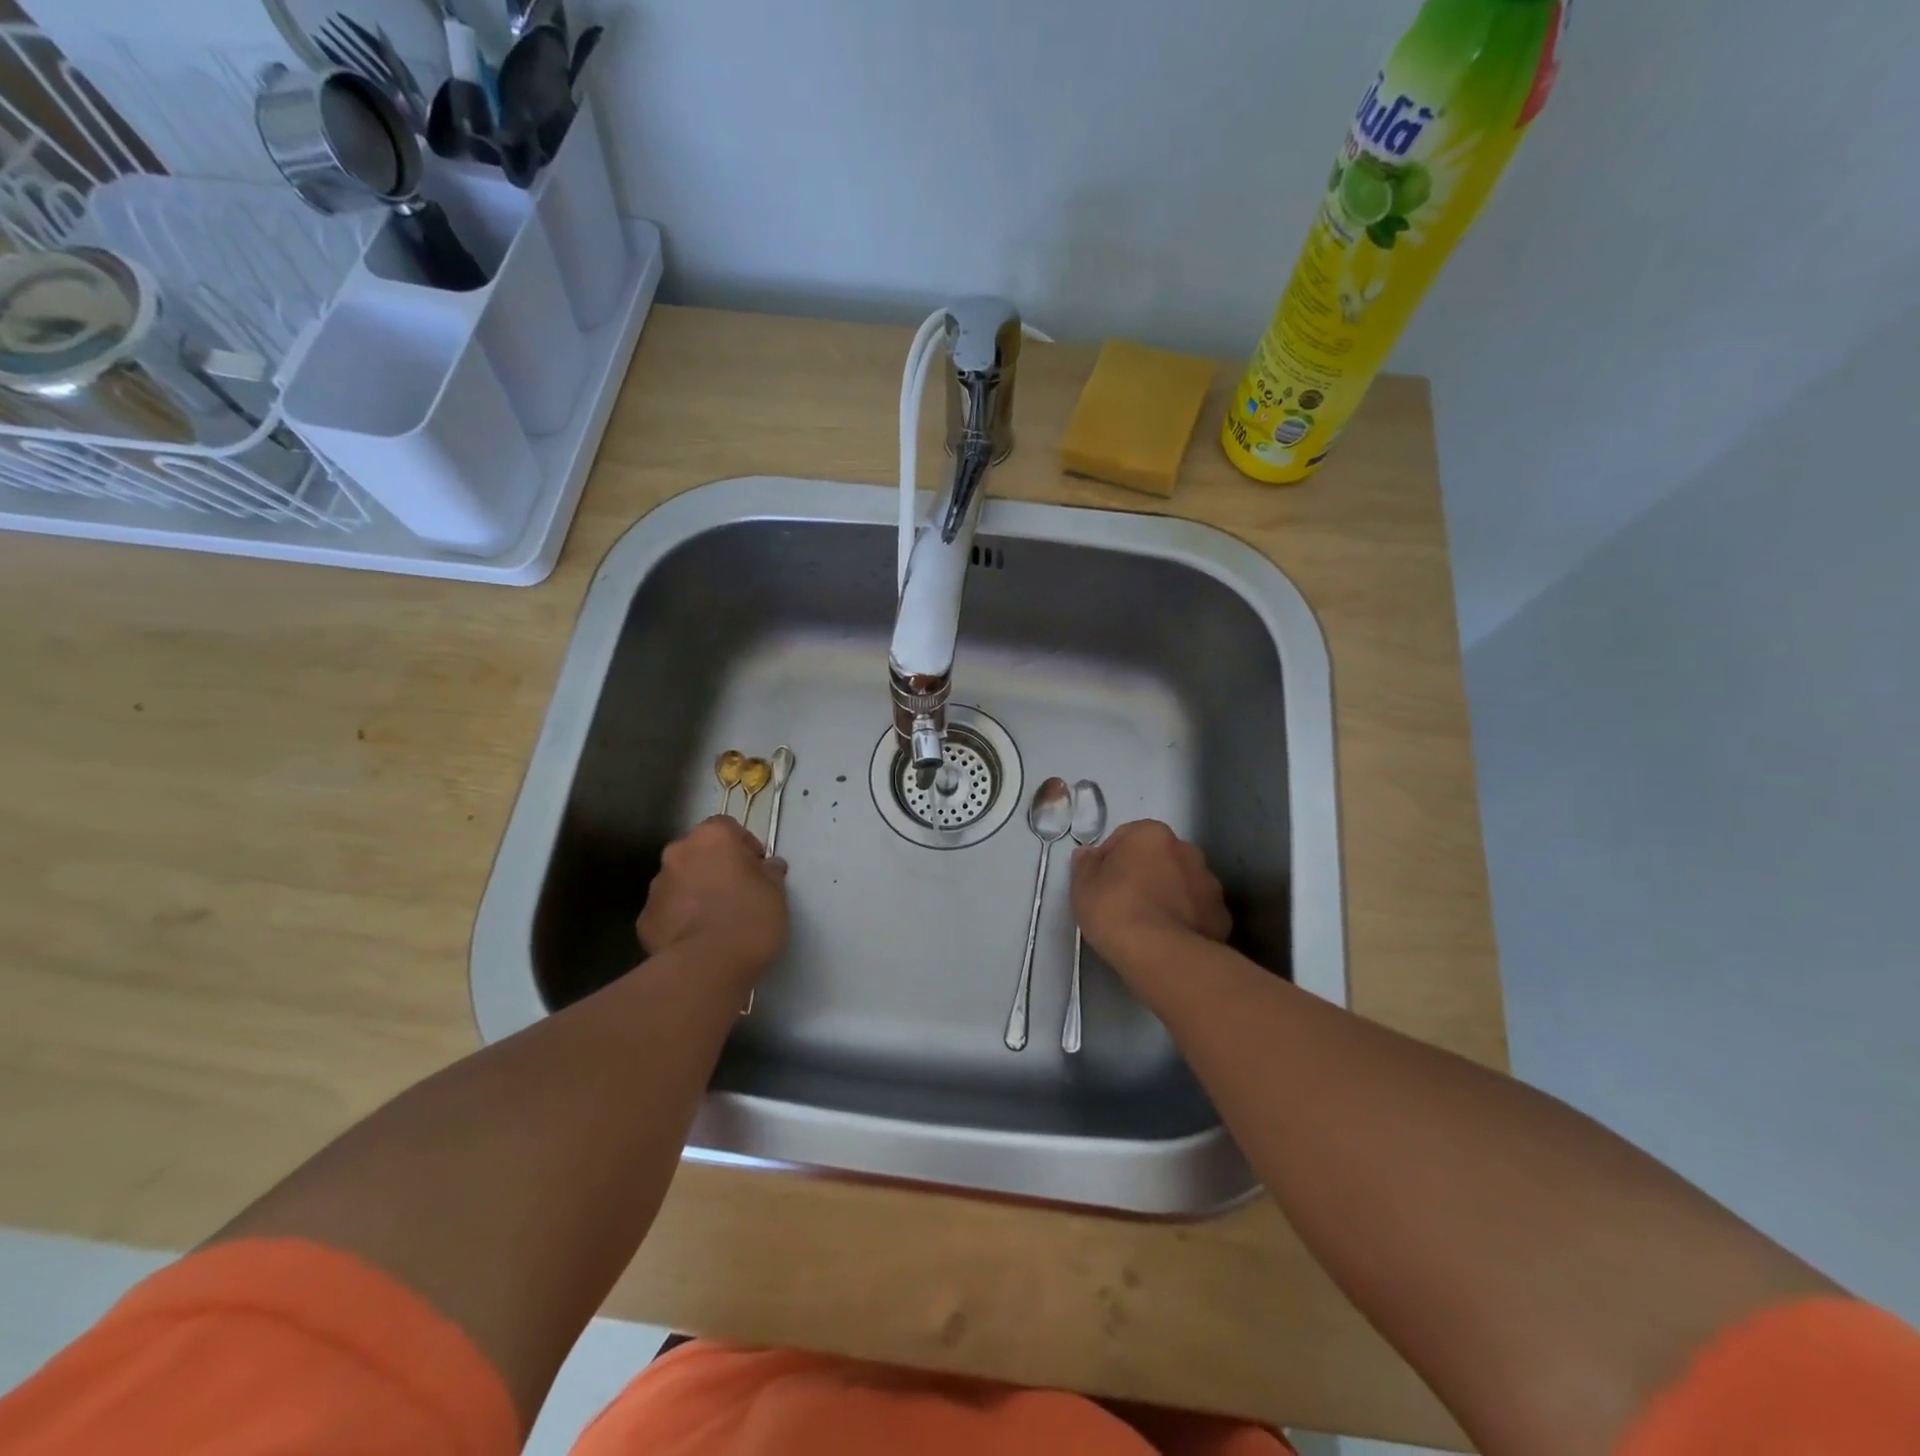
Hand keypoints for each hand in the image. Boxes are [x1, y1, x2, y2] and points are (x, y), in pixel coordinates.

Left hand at [637, 818, 787, 990]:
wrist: (708, 965)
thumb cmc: (750, 917)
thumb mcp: (776, 891)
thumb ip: (770, 872)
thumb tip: (768, 866)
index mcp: (712, 837)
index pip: (726, 827)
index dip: (742, 845)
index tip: (756, 868)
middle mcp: (678, 853)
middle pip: (698, 852)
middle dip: (714, 867)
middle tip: (736, 892)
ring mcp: (657, 887)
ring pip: (680, 881)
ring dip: (694, 892)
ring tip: (715, 920)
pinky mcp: (644, 920)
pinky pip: (667, 912)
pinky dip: (679, 919)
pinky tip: (697, 939)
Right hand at [1071, 820, 1230, 984]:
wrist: (1161, 955)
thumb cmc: (1115, 910)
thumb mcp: (1082, 886)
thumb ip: (1085, 864)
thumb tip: (1089, 854)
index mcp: (1151, 834)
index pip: (1125, 837)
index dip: (1109, 859)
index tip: (1100, 883)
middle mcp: (1186, 850)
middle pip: (1159, 857)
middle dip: (1144, 873)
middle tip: (1124, 902)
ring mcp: (1210, 883)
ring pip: (1182, 884)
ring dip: (1168, 894)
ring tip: (1148, 924)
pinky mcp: (1222, 916)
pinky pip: (1198, 911)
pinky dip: (1186, 919)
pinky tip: (1169, 939)